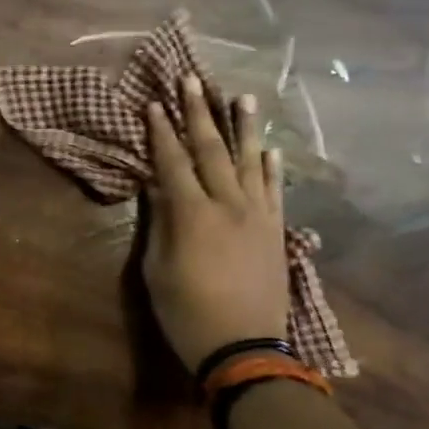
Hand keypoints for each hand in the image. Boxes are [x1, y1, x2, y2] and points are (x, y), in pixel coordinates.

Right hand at [143, 76, 287, 373]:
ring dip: (242, 127)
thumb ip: (159, 224)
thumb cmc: (187, 312)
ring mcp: (257, 215)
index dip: (160, 132)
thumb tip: (156, 188)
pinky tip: (268, 147)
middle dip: (197, 113)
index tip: (153, 103)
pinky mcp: (275, 230)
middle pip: (210, 150)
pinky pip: (274, 189)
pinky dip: (271, 165)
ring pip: (249, 161)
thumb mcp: (157, 270)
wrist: (245, 348)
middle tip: (191, 80)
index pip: (172, 162)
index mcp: (192, 214)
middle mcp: (228, 204)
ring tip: (239, 96)